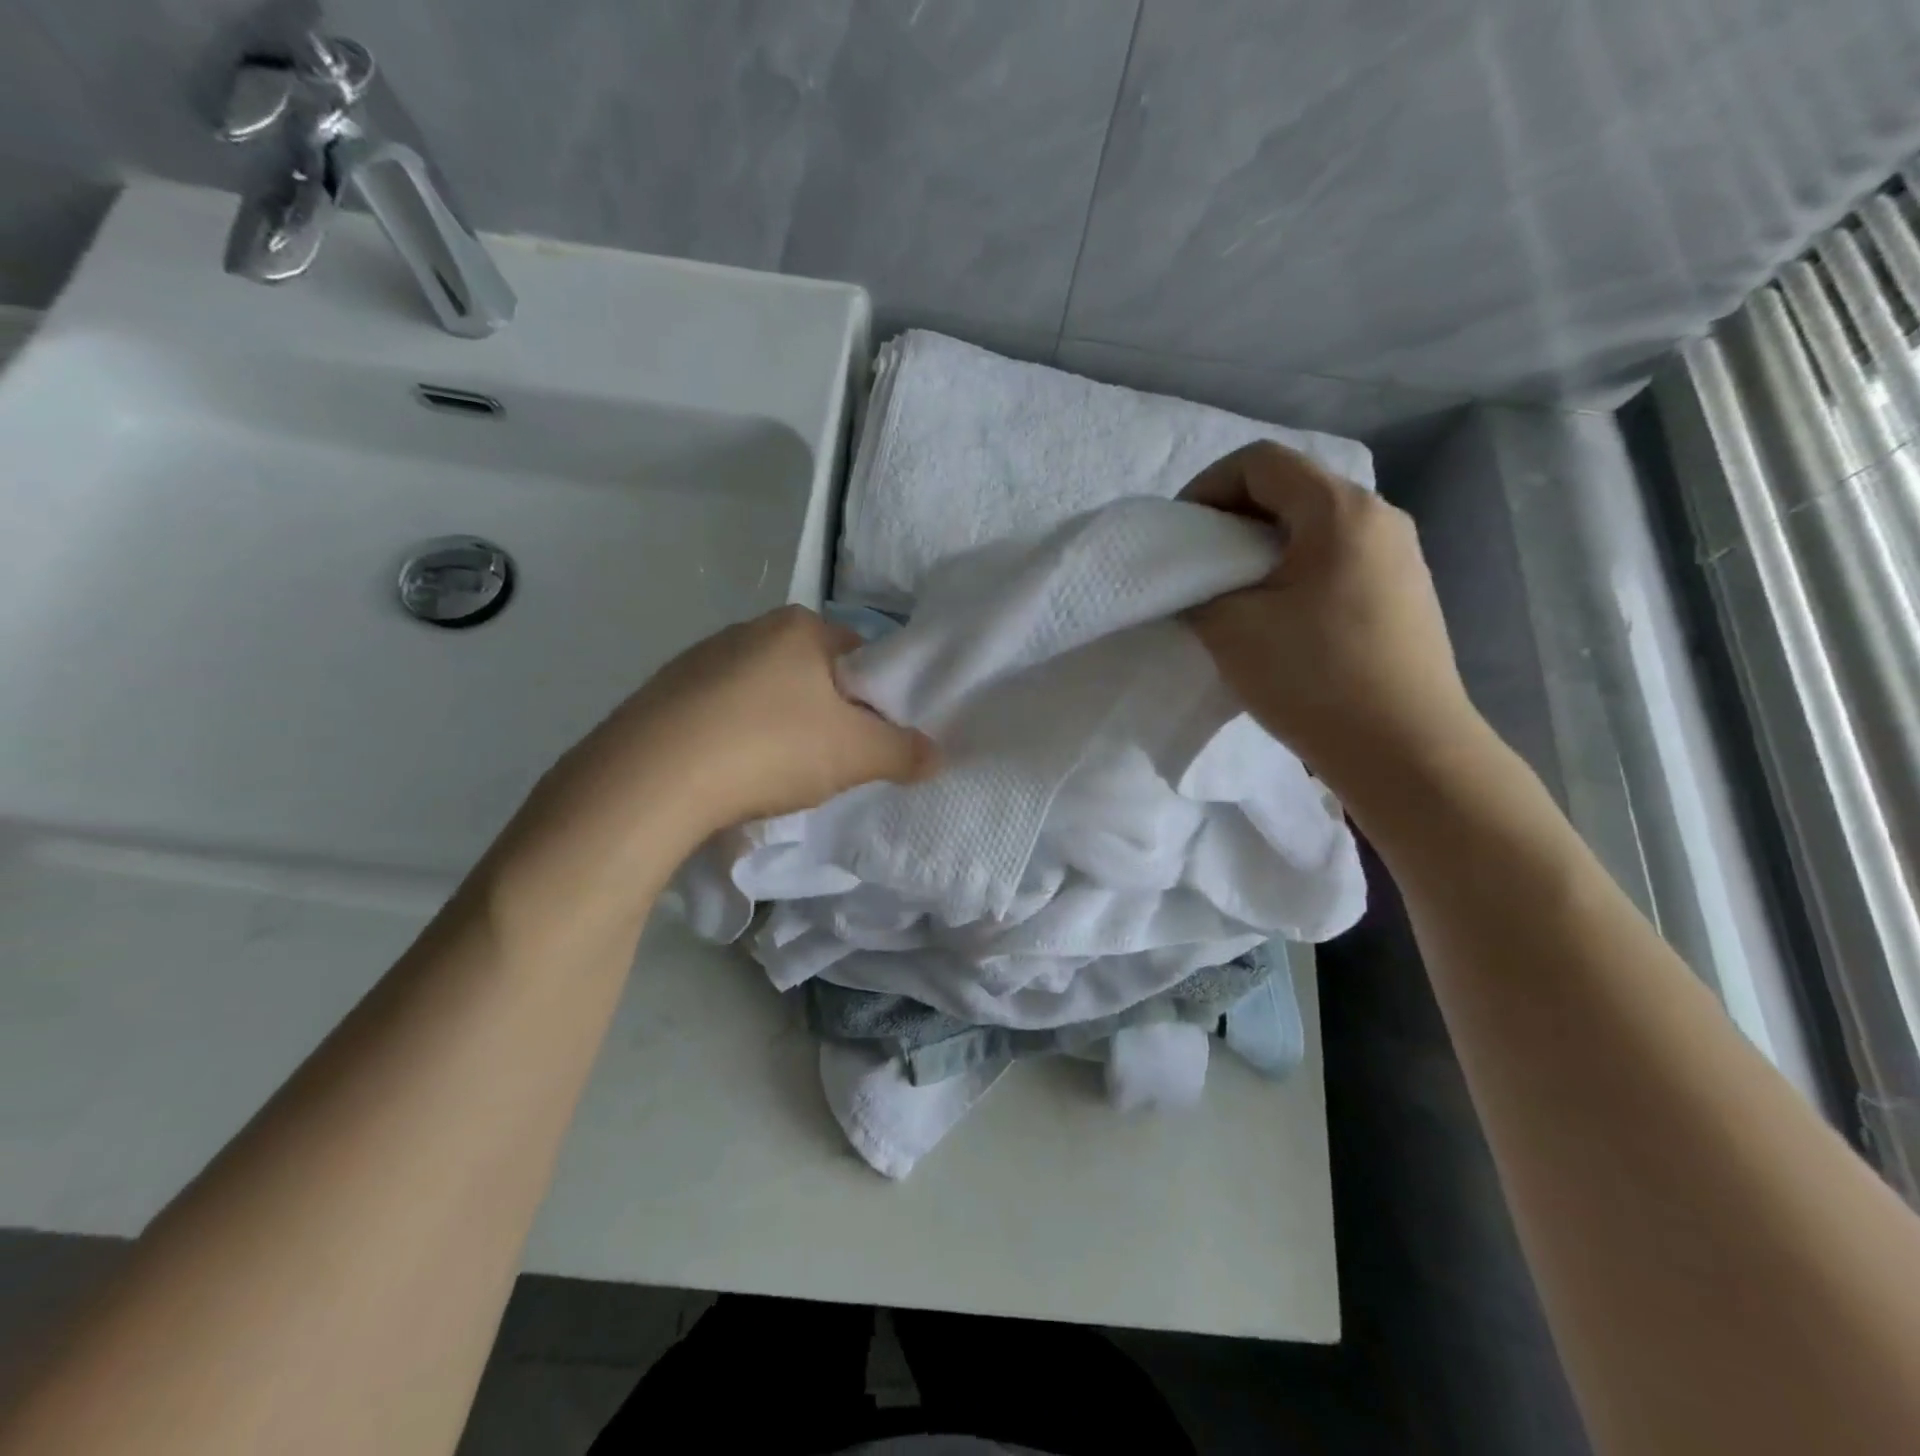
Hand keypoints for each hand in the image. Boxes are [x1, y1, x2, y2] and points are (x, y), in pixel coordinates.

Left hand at [560, 605, 940, 838]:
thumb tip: (936, 754)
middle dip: (827, 715)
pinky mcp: (665, 693)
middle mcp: (749, 629)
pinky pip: (722, 713)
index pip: (860, 655)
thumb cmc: (770, 747)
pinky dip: (737, 738)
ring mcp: (701, 658)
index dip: (875, 698)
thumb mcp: (855, 754)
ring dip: (781, 728)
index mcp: (799, 627)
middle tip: (831, 762)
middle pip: (812, 674)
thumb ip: (903, 751)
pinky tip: (732, 773)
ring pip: (765, 694)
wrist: (652, 778)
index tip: (871, 740)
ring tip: (777, 774)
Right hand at [1180, 441, 1484, 798]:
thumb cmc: (1315, 679)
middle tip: (1199, 563)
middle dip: (1232, 517)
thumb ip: (1198, 589)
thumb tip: (1195, 583)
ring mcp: (1400, 555)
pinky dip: (1295, 570)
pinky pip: (1338, 558)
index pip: (1260, 461)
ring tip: (1234, 593)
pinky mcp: (1405, 593)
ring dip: (1263, 546)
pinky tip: (1279, 617)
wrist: (1406, 751)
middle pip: (1291, 487)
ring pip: (1315, 525)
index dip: (1206, 487)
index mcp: (1340, 510)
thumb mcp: (1231, 629)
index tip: (1181, 534)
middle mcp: (1380, 517)